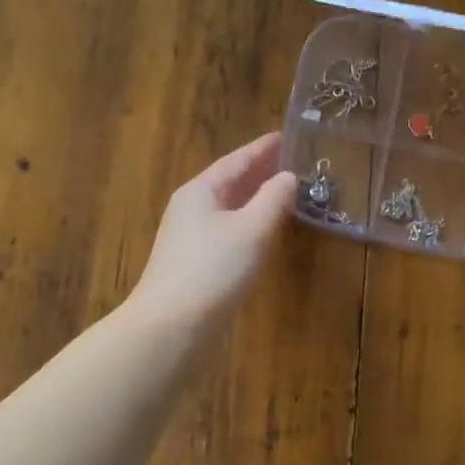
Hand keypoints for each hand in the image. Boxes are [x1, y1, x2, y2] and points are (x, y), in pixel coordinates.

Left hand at [129, 132, 296, 330]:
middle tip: (293, 162)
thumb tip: (288, 177)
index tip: (287, 136)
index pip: (237, 160)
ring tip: (285, 192)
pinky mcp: (195, 262)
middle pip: (231, 181)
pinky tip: (265, 231)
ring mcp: (190, 237)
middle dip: (261, 171)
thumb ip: (274, 199)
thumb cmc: (213, 270)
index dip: (264, 148)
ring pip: (229, 207)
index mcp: (201, 190)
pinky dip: (249, 222)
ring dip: (256, 198)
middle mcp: (192, 207)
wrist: (170, 328)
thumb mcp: (252, 230)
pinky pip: (227, 229)